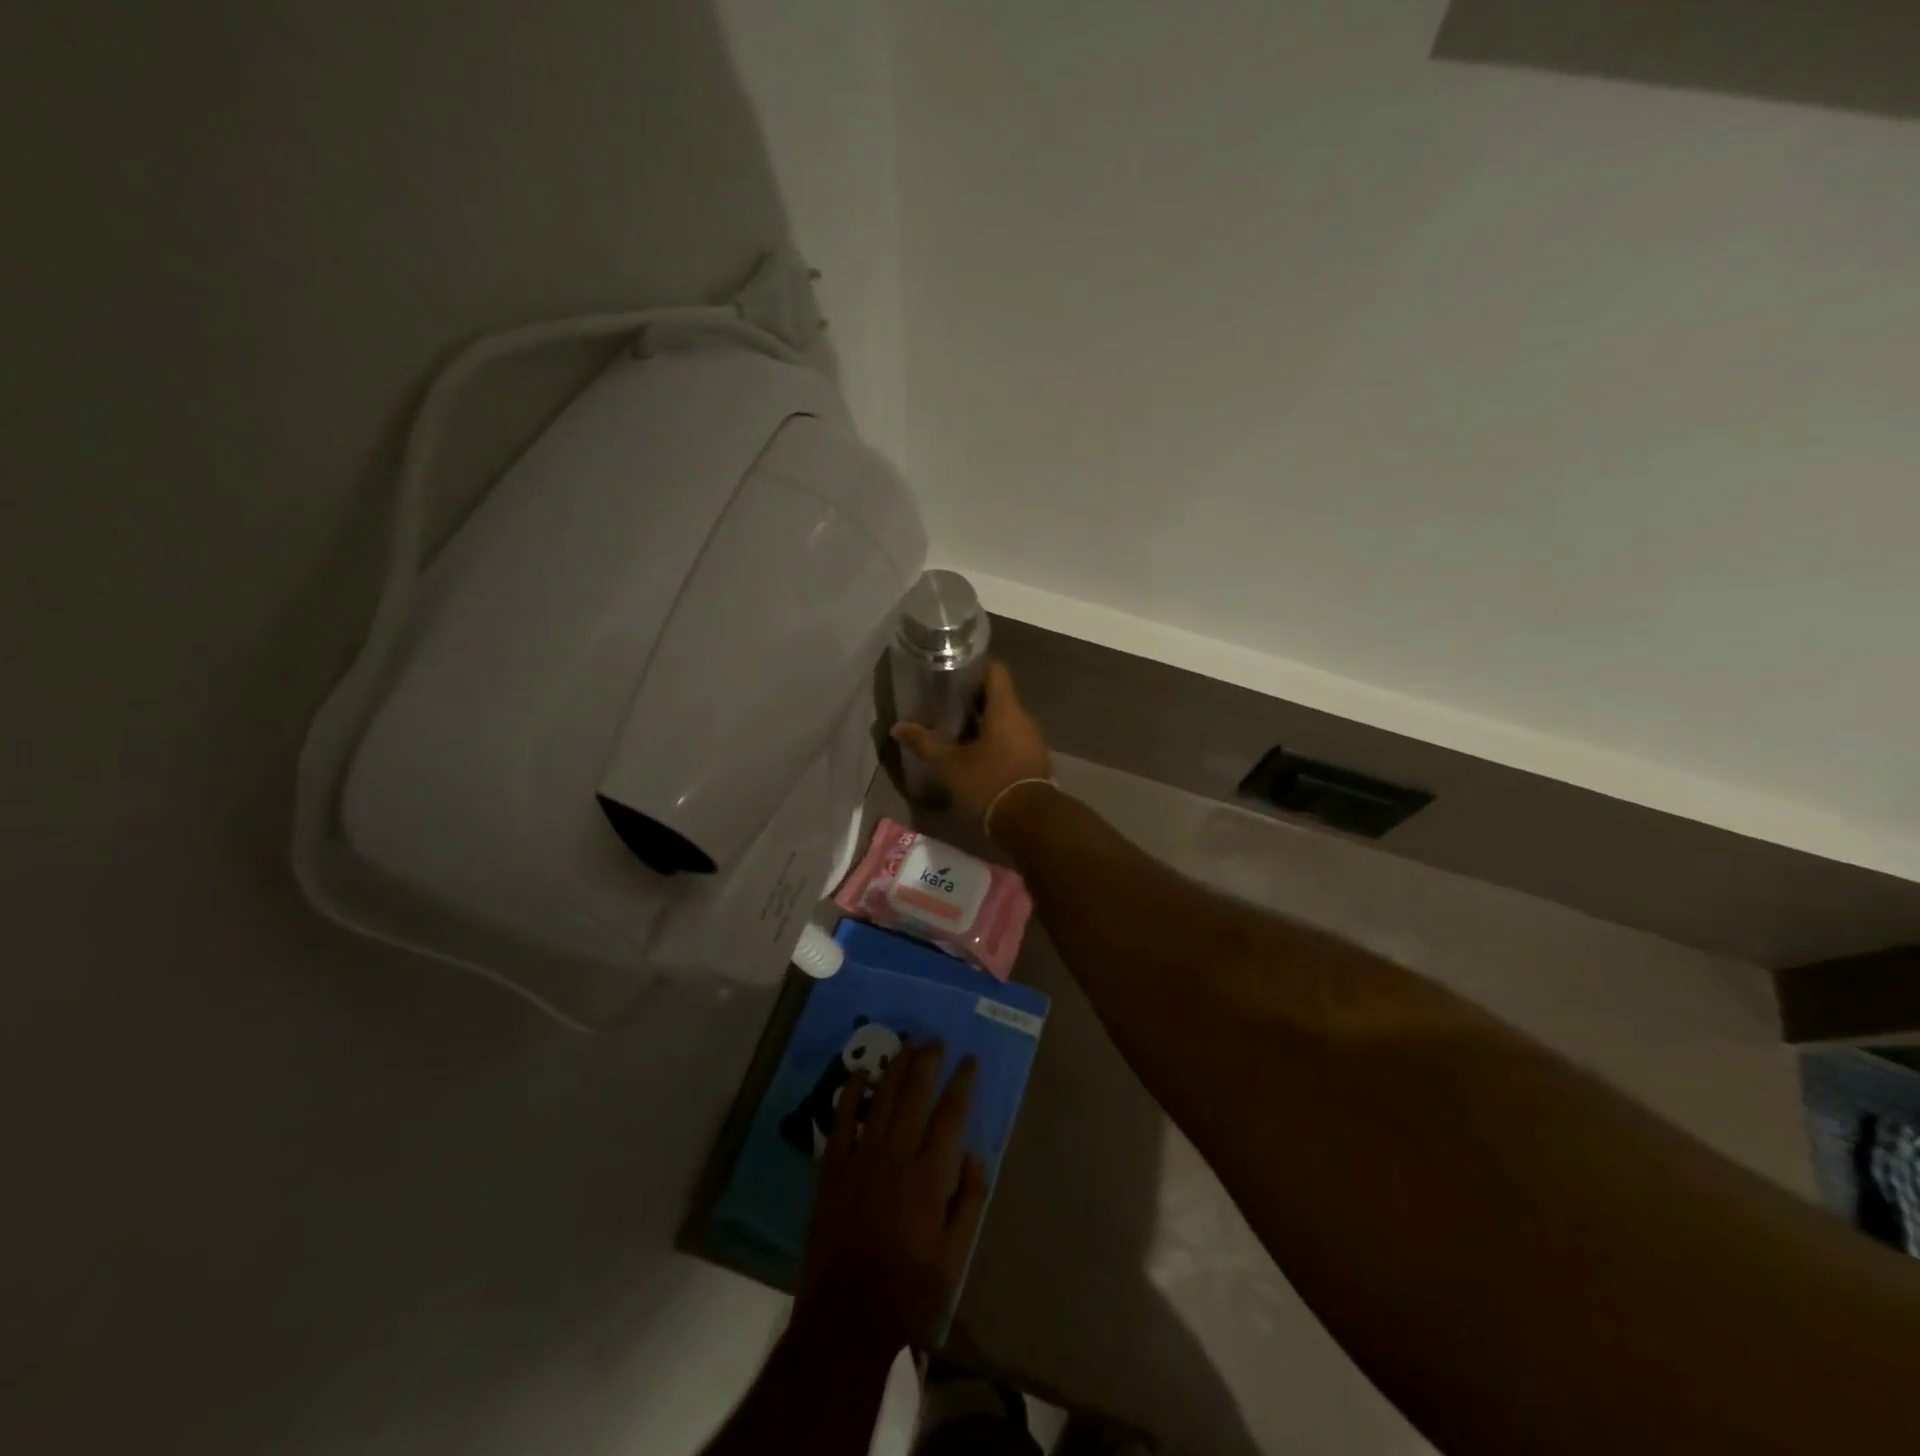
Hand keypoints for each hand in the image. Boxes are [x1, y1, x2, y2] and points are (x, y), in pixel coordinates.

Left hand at [798, 1043, 987, 1351]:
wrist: (847, 1317)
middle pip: (915, 1094)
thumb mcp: (955, 1256)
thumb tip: (973, 1153)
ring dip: (896, 1068)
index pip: (951, 1114)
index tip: (970, 1060)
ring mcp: (861, 1159)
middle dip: (928, 1061)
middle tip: (936, 1040)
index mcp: (930, 1175)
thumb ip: (969, 1201)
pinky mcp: (833, 1170)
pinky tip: (859, 1075)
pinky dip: (850, 1095)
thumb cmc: (909, 1290)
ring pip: (882, 1099)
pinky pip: (842, 1122)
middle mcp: (896, 1155)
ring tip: (907, 1045)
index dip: (962, 1082)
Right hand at [891, 660, 1052, 825]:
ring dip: (981, 722)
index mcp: (1006, 710)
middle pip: (998, 696)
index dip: (975, 665)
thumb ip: (925, 743)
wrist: (1031, 823)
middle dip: (971, 698)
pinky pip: (1011, 740)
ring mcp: (1031, 741)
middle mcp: (1023, 719)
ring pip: (1004, 721)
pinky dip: (992, 741)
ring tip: (953, 729)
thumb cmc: (989, 783)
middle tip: (943, 702)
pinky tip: (972, 754)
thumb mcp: (951, 765)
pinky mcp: (1032, 761)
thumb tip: (897, 727)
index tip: (952, 669)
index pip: (995, 670)